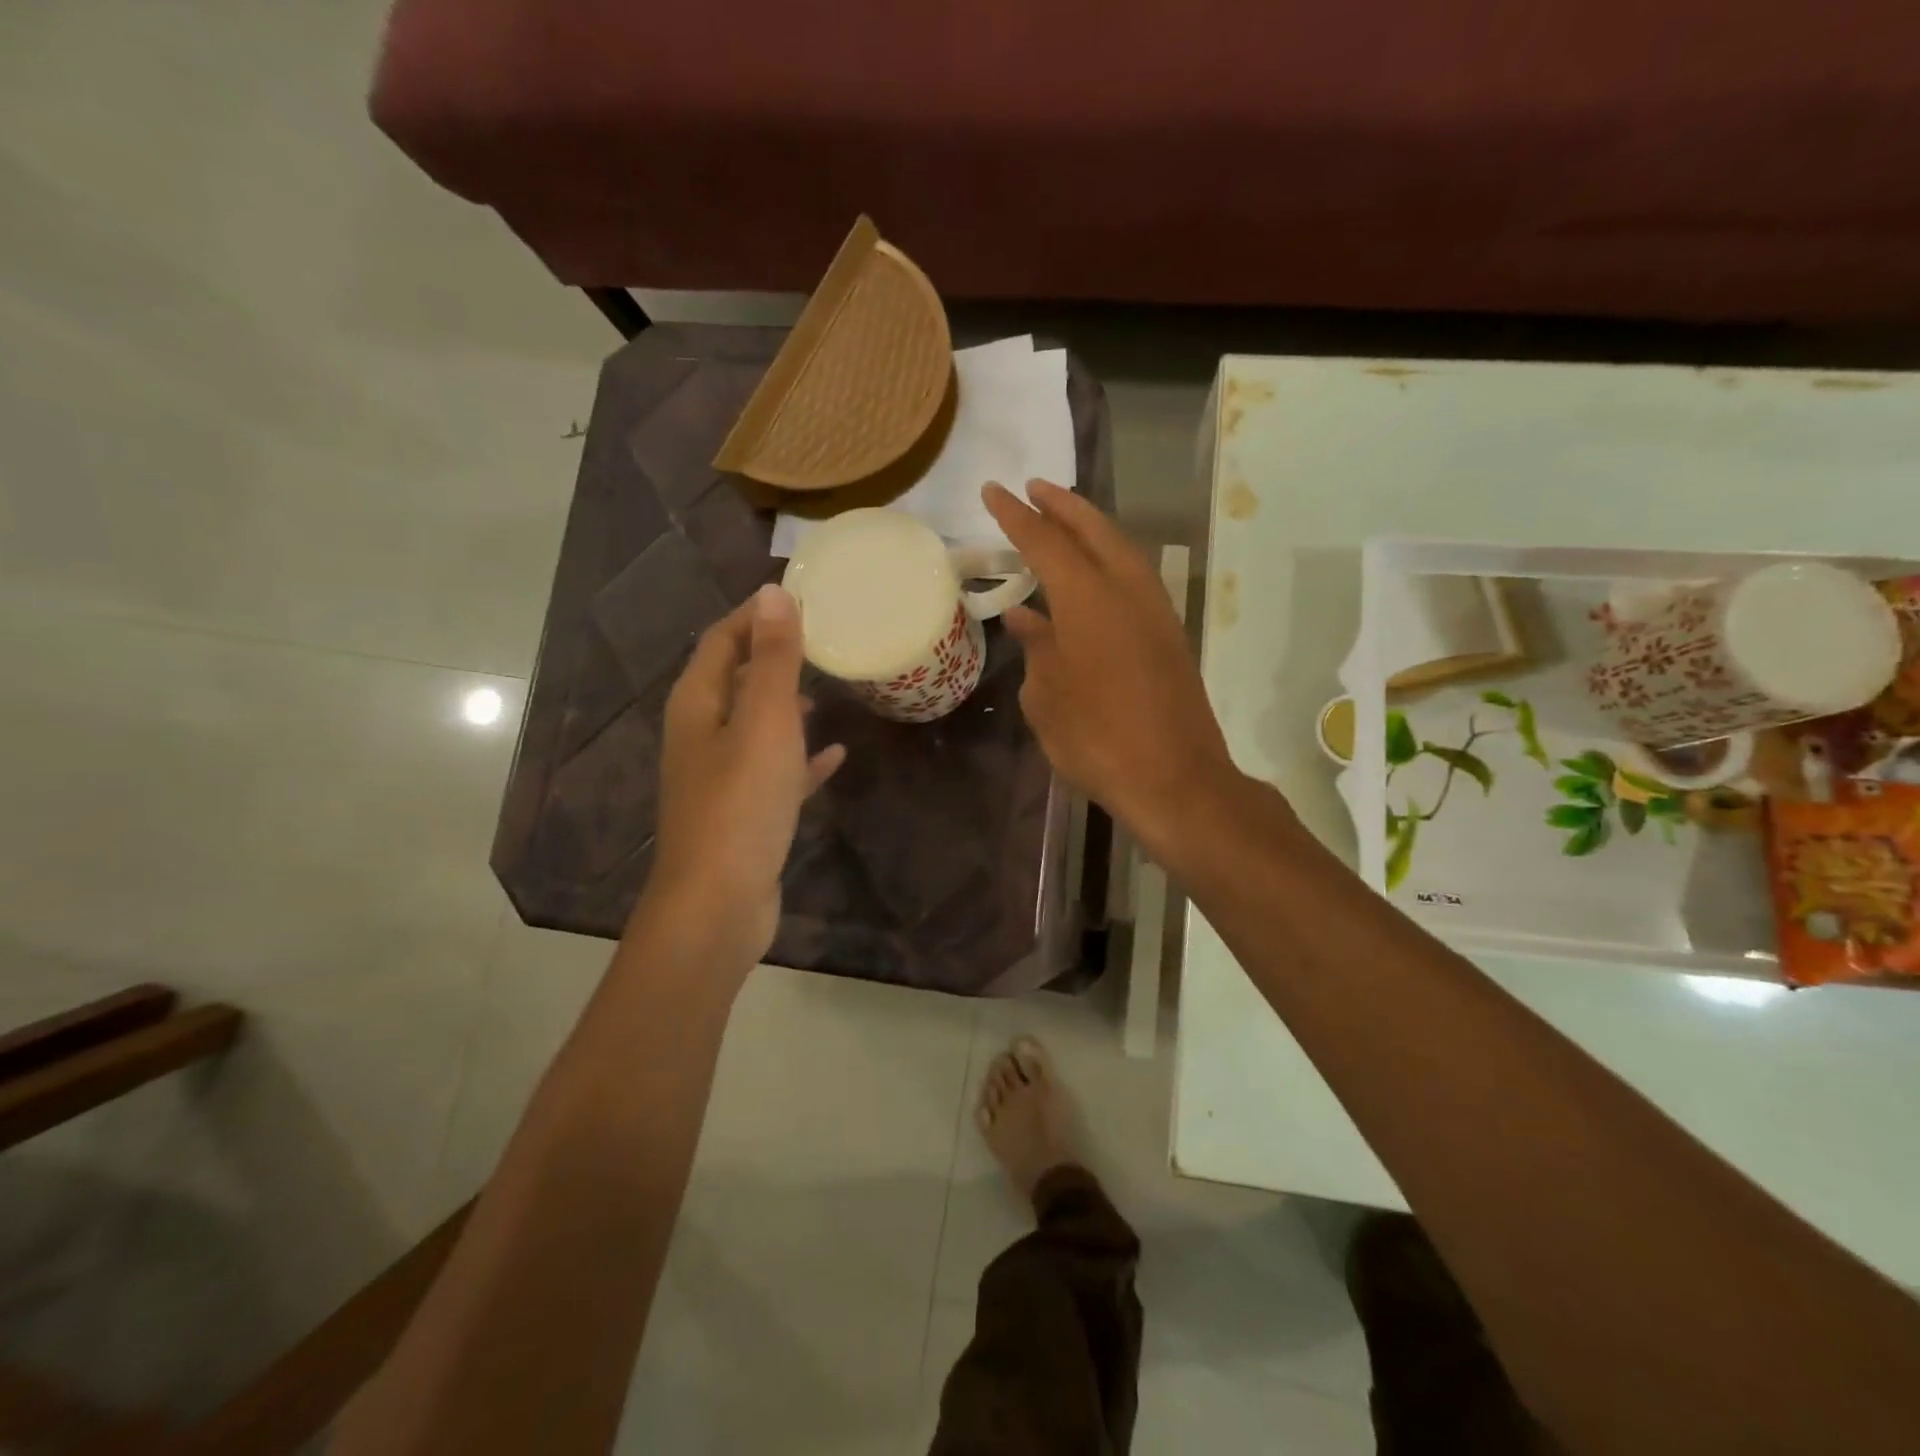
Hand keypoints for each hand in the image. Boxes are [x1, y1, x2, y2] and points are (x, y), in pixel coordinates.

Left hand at [639, 585, 844, 973]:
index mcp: (698, 704)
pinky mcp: (744, 812)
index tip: (801, 597)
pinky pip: (775, 771)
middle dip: (774, 657)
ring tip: (827, 686)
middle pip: (737, 680)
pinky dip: (801, 758)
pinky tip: (834, 755)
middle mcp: (702, 734)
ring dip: (786, 704)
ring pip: (756, 725)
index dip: (755, 616)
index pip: (723, 641)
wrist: (719, 902)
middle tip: (822, 638)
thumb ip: (774, 659)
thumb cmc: (741, 803)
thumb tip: (774, 592)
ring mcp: (722, 776)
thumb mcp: (765, 721)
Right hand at [984, 479, 1240, 861]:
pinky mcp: (1170, 635)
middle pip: (1094, 530)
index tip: (993, 490)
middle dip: (1062, 505)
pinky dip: (1110, 560)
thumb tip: (1026, 618)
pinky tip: (1093, 575)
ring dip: (1091, 528)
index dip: (1015, 515)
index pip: (1045, 542)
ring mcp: (1156, 611)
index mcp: (1088, 600)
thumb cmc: (1097, 740)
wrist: (1175, 780)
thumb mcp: (1046, 698)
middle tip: (1033, 488)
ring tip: (1063, 518)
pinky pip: (1135, 578)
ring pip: (1122, 550)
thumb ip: (1036, 649)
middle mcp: (1127, 591)